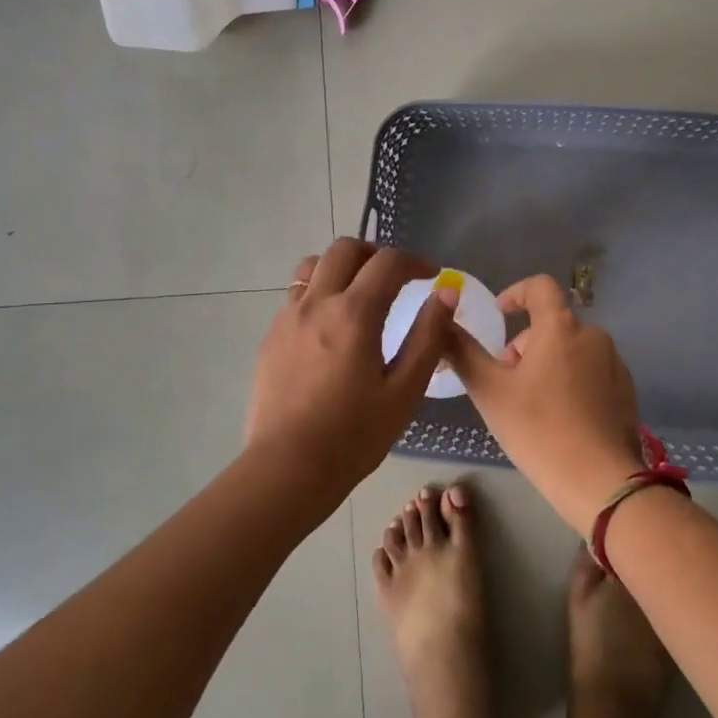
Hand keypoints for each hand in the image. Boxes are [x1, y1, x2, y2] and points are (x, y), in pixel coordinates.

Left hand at [244, 239, 455, 500]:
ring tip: (359, 292)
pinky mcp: (271, 337)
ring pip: (313, 266)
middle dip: (375, 253)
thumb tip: (446, 295)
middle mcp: (317, 303)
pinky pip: (296, 295)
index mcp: (354, 313)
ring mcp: (288, 317)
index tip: (431, 275)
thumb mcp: (405, 391)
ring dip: (341, 266)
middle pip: (345, 249)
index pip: (387, 262)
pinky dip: (320, 292)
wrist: (288, 468)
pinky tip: (331, 326)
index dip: (415, 261)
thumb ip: (427, 337)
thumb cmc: (354, 435)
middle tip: (396, 276)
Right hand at [446, 274, 643, 533]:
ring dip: (547, 364)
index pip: (539, 287)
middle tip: (505, 382)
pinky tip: (560, 419)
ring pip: (571, 350)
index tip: (499, 315)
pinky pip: (591, 372)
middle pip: (552, 324)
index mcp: (561, 327)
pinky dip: (571, 382)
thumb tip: (441, 321)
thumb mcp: (490, 391)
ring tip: (530, 406)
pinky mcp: (625, 391)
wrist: (599, 482)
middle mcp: (593, 336)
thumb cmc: (538, 429)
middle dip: (524, 345)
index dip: (515, 294)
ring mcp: (614, 364)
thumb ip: (463, 352)